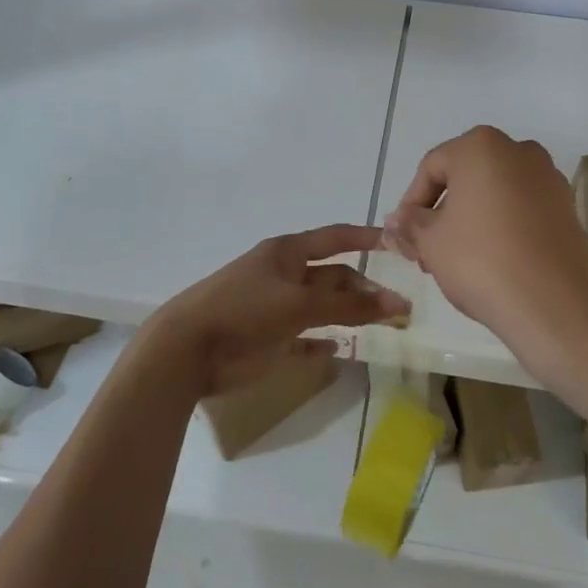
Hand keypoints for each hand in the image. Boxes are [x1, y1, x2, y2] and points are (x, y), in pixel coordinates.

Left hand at [142, 225, 410, 399]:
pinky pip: (304, 337)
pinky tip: (341, 348)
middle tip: (400, 305)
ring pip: (323, 306)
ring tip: (385, 325)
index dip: (365, 238)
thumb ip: (348, 305)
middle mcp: (284, 275)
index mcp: (287, 253)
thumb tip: (397, 303)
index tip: (396, 242)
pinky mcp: (269, 338)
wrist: (188, 349)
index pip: (335, 238)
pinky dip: (322, 341)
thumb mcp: (299, 303)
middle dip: (364, 287)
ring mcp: (276, 307)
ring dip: (351, 314)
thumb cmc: (245, 311)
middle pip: (333, 275)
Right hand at [382, 126, 587, 384]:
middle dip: (441, 211)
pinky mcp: (566, 207)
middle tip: (426, 251)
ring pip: (494, 192)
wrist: (553, 304)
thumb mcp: (430, 242)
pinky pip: (521, 208)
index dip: (411, 203)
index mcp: (481, 146)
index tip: (405, 237)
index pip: (431, 167)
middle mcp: (518, 150)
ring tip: (456, 259)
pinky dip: (502, 225)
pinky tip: (491, 260)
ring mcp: (548, 177)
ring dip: (470, 219)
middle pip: (465, 177)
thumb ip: (409, 225)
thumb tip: (394, 221)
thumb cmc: (481, 260)